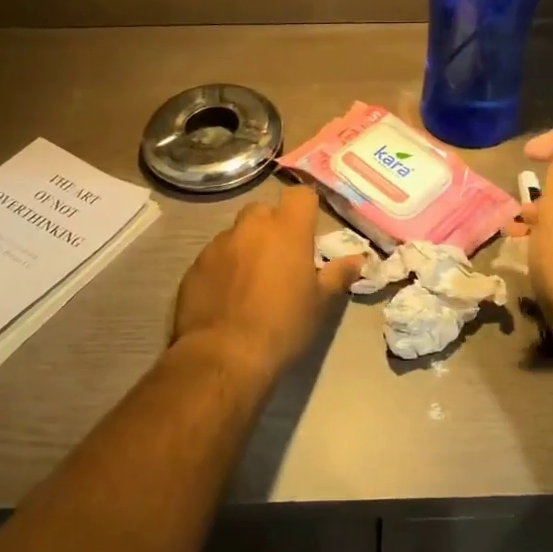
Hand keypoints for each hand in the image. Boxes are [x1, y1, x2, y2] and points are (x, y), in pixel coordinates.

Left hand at [171, 185, 365, 385]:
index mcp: (287, 230)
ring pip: (237, 233)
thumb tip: (357, 260)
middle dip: (273, 226)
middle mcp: (251, 227)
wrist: (224, 356)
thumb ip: (338, 275)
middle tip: (281, 257)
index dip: (305, 207)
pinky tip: (227, 296)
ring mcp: (218, 244)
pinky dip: (224, 267)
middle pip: (264, 210)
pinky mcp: (195, 265)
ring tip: (251, 281)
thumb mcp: (320, 304)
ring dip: (246, 247)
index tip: (309, 228)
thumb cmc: (283, 326)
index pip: (300, 195)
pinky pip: (215, 256)